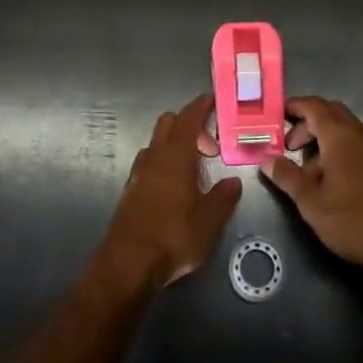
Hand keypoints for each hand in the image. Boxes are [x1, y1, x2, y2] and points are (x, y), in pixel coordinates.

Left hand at [97, 94, 241, 294]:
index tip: (211, 99)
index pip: (188, 118)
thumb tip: (234, 182)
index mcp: (176, 155)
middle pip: (168, 124)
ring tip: (193, 168)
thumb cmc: (173, 236)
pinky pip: (149, 163)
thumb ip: (223, 198)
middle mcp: (155, 156)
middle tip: (208, 146)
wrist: (128, 263)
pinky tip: (174, 188)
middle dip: (188, 124)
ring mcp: (139, 172)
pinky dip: (163, 163)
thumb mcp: (209, 221)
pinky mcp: (131, 190)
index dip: (200, 106)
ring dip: (174, 145)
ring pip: (157, 143)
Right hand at [260, 96, 362, 279]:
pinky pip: (358, 145)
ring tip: (309, 171)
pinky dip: (341, 151)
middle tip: (291, 146)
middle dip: (308, 123)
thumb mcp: (311, 203)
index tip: (278, 114)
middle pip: (331, 113)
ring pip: (345, 130)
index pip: (313, 105)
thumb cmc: (354, 220)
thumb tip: (267, 160)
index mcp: (339, 134)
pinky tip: (335, 182)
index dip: (294, 106)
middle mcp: (359, 133)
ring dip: (324, 140)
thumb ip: (287, 177)